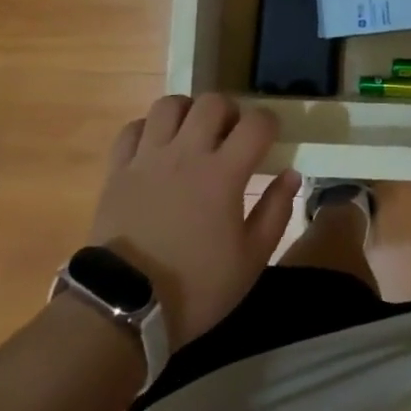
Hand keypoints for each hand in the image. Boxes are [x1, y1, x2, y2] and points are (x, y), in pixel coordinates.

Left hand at [89, 94, 300, 350]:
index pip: (256, 123)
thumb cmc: (195, 288)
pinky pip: (133, 128)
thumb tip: (291, 174)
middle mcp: (186, 153)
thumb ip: (275, 212)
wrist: (124, 307)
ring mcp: (149, 157)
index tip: (270, 138)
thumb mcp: (250, 261)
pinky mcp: (118, 169)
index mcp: (223, 173)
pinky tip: (157, 147)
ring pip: (170, 105)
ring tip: (192, 133)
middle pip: (212, 102)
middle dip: (229, 111)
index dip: (269, 123)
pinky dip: (148, 129)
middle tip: (231, 135)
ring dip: (188, 111)